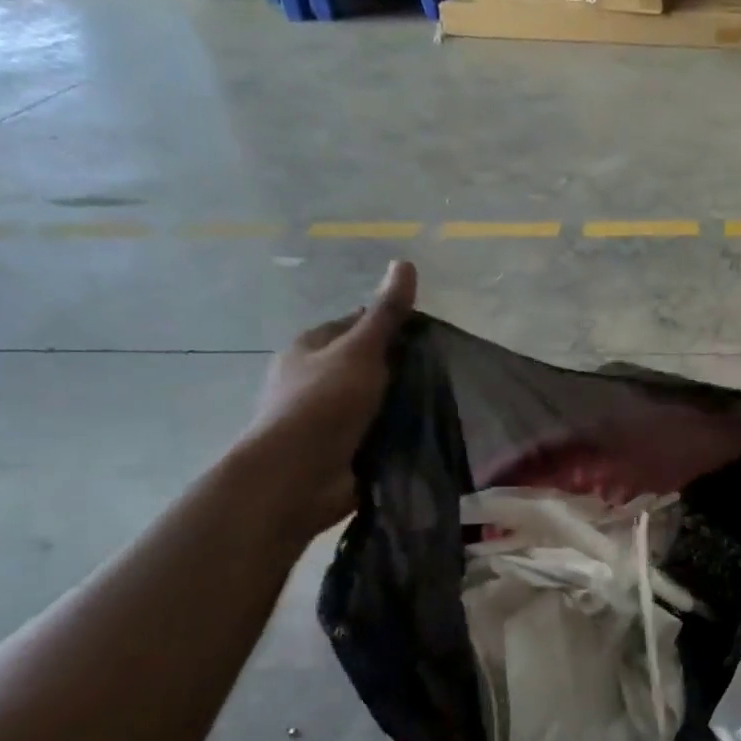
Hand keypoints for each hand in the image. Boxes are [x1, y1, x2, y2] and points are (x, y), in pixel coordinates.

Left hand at [236, 261, 417, 541]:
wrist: (297, 478)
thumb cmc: (323, 404)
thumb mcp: (360, 351)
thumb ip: (386, 314)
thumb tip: (405, 262)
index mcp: (311, 348)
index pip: (357, 324)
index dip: (393, 326)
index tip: (430, 337)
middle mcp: (314, 379)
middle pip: (368, 364)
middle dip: (401, 368)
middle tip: (442, 372)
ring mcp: (327, 417)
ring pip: (375, 401)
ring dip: (401, 403)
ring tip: (443, 403)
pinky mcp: (341, 450)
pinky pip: (377, 433)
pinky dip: (397, 433)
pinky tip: (426, 433)